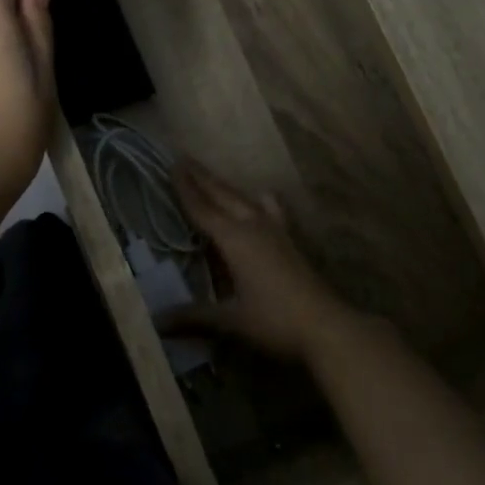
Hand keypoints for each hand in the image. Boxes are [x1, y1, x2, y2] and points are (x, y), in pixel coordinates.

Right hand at [163, 158, 364, 363]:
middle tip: (184, 159)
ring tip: (212, 177)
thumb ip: (193, 317)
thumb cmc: (275, 320)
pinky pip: (269, 209)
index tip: (172, 164)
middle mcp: (254, 226)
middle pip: (224, 195)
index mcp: (235, 239)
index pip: (203, 209)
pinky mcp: (290, 242)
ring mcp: (276, 231)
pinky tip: (263, 199)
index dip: (186, 188)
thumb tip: (156, 322)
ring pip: (245, 199)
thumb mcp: (231, 320)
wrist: (327, 326)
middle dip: (203, 178)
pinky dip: (258, 200)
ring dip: (226, 187)